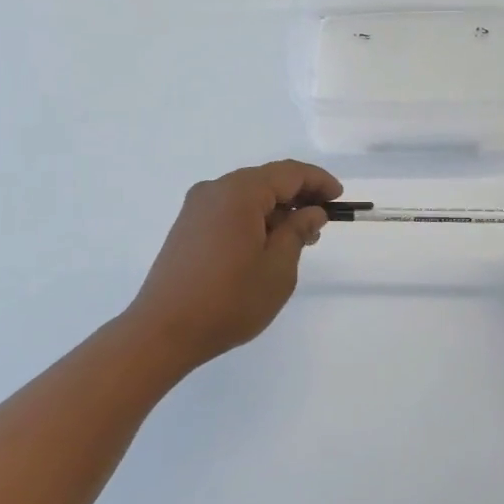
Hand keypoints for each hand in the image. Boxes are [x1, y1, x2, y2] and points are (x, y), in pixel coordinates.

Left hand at [124, 160, 341, 369]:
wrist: (164, 331)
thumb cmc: (229, 299)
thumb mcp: (278, 268)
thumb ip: (298, 231)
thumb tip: (311, 211)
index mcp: (239, 192)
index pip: (289, 173)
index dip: (318, 182)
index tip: (339, 199)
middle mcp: (215, 190)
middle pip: (266, 181)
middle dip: (297, 197)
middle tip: (321, 224)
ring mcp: (196, 208)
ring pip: (247, 197)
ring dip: (275, 211)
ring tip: (297, 240)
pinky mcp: (187, 227)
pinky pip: (229, 211)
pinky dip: (253, 219)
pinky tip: (265, 246)